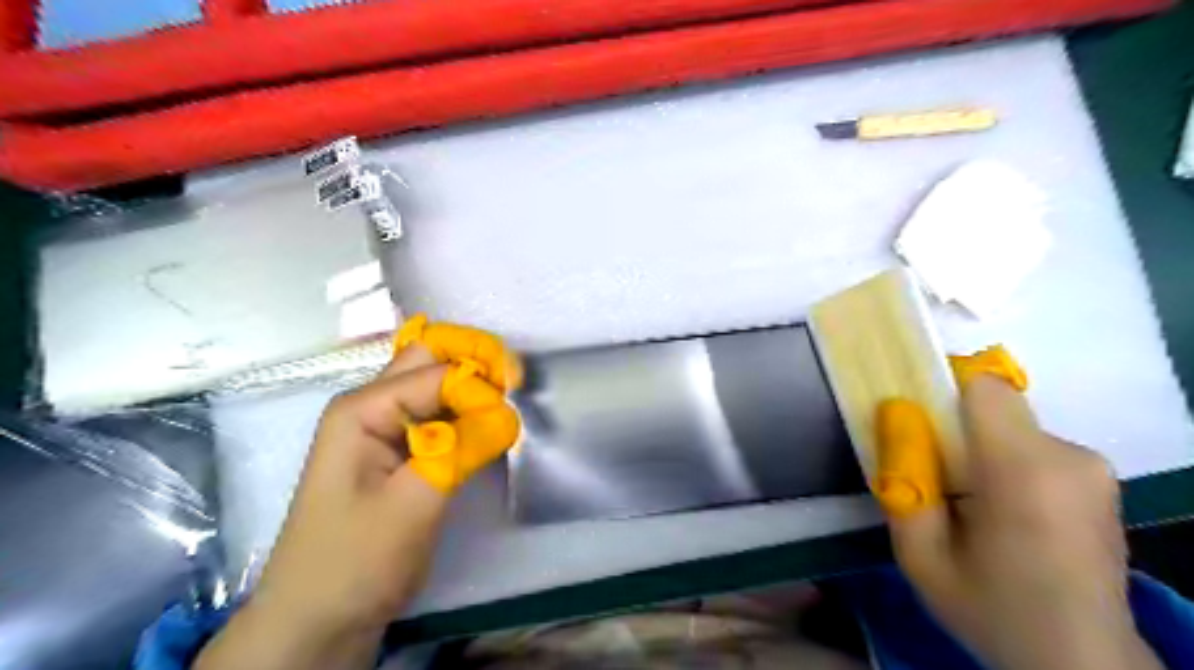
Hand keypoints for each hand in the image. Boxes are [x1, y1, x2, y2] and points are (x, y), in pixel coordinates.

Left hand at [198, 317, 522, 669]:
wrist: (319, 619)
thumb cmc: (355, 562)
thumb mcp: (412, 505)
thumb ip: (461, 452)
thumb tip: (508, 413)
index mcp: (362, 408)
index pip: (435, 372)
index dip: (477, 387)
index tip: (510, 417)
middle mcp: (371, 405)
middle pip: (431, 359)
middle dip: (476, 363)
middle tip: (514, 386)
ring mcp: (384, 426)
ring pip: (437, 383)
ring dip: (474, 387)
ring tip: (505, 408)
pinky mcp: (400, 449)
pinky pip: (439, 413)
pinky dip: (467, 413)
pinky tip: (485, 428)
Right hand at [874, 356, 1167, 669]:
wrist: (1080, 660)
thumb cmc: (992, 609)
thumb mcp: (920, 555)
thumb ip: (903, 480)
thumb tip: (895, 416)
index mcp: (1025, 473)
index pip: (983, 388)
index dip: (943, 392)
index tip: (917, 421)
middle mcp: (1070, 457)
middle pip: (992, 407)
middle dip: (954, 430)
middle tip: (936, 479)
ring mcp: (1093, 468)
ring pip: (1010, 426)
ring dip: (979, 449)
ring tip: (969, 502)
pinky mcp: (1100, 479)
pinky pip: (1032, 445)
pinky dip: (1005, 462)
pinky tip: (1000, 510)